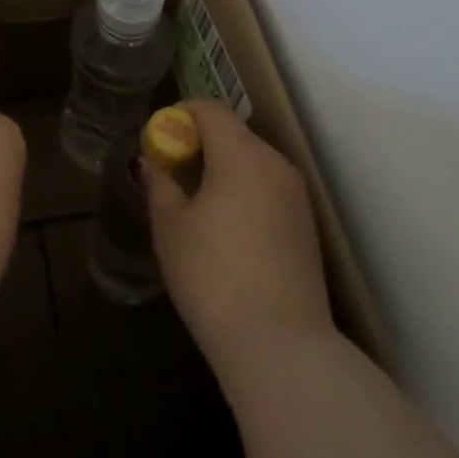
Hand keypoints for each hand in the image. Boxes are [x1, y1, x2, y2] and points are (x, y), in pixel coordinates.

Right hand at [146, 100, 332, 366]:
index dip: (180, 114)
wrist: (282, 347)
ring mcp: (296, 196)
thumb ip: (159, 185)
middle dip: (199, 142)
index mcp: (241, 154)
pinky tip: (225, 229)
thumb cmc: (214, 276)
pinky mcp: (306, 227)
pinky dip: (242, 191)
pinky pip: (267, 189)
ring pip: (252, 162)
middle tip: (171, 172)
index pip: (210, 109)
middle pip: (233, 134)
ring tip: (194, 202)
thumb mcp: (170, 227)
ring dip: (222, 168)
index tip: (158, 140)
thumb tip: (152, 164)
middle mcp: (275, 164)